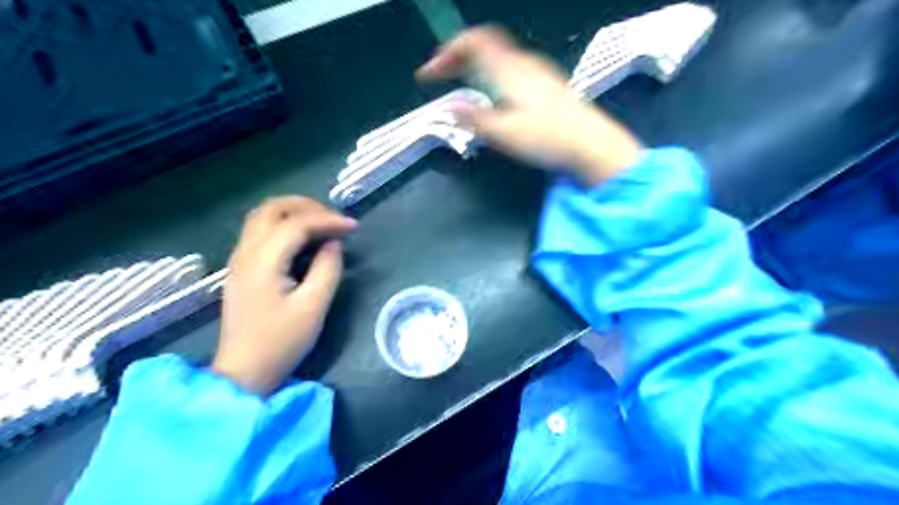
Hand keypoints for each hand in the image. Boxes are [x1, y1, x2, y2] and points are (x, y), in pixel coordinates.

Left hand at [215, 194, 357, 394]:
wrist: (244, 372)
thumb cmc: (281, 342)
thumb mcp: (313, 307)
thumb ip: (327, 269)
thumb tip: (333, 244)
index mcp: (263, 261)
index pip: (296, 224)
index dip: (328, 220)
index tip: (354, 227)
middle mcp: (246, 252)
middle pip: (272, 209)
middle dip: (307, 206)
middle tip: (335, 219)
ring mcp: (240, 259)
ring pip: (262, 216)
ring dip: (293, 212)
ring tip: (322, 223)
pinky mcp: (242, 268)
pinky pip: (260, 231)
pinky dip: (284, 224)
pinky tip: (303, 239)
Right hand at [417, 26, 641, 185]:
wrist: (591, 145)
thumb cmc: (547, 139)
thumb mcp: (504, 134)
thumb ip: (474, 119)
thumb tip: (449, 108)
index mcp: (508, 70)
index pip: (472, 41)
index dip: (446, 52)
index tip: (428, 74)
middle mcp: (522, 64)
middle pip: (483, 46)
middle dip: (456, 58)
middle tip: (439, 76)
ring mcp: (537, 72)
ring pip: (497, 57)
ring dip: (473, 66)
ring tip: (459, 84)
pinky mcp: (546, 85)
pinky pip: (509, 68)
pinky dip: (490, 74)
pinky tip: (491, 96)